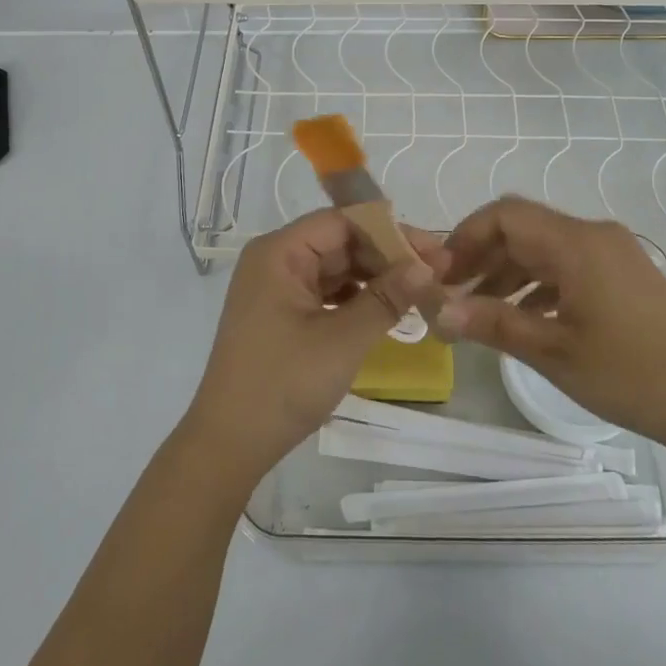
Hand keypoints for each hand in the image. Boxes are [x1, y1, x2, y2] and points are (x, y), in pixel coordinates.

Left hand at [184, 210, 441, 487]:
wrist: (230, 443)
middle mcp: (275, 260)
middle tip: (436, 272)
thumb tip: (427, 266)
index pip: (343, 222)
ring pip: (335, 268)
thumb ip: (387, 297)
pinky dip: (356, 298)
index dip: (391, 231)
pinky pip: (325, 292)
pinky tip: (387, 309)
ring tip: (419, 290)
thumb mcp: (343, 339)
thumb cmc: (284, 384)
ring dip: (375, 278)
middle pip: (340, 242)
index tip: (434, 250)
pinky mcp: (281, 314)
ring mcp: (276, 288)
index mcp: (280, 252)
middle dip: (387, 255)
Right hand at [438, 196, 665, 457]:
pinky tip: (520, 316)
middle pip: (522, 228)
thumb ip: (493, 325)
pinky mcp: (622, 274)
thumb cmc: (631, 374)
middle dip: (480, 256)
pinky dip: (536, 283)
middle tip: (450, 293)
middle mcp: (593, 235)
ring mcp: (611, 253)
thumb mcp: (553, 352)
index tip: (440, 274)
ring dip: (506, 272)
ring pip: (542, 247)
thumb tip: (439, 313)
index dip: (465, 237)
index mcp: (576, 244)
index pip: (504, 216)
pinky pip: (566, 265)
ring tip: (476, 309)